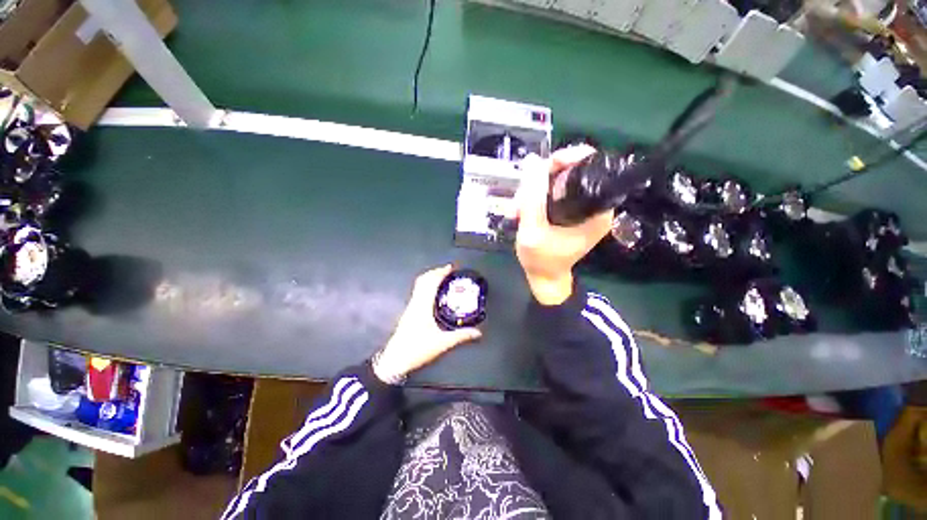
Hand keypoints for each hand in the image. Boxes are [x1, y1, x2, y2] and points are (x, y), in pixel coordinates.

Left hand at [373, 265, 482, 383]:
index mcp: (422, 306)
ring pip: (419, 287)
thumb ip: (461, 336)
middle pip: (422, 281)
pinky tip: (434, 298)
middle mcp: (414, 304)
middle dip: (435, 273)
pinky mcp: (408, 315)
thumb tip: (477, 332)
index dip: (440, 272)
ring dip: (430, 281)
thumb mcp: (443, 343)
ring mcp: (409, 309)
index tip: (451, 267)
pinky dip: (427, 290)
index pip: (430, 282)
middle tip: (448, 272)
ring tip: (443, 282)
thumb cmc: (417, 349)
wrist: (396, 360)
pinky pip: (418, 295)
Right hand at [515, 145, 613, 304]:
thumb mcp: (533, 230)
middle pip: (571, 169)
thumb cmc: (542, 259)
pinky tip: (522, 208)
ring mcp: (583, 205)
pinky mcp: (572, 207)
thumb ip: (533, 196)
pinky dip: (537, 193)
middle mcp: (595, 204)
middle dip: (543, 177)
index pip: (589, 168)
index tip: (548, 165)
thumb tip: (533, 161)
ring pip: (559, 177)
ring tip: (518, 208)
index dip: (568, 159)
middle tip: (523, 195)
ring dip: (534, 187)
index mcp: (598, 211)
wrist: (543, 278)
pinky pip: (554, 188)